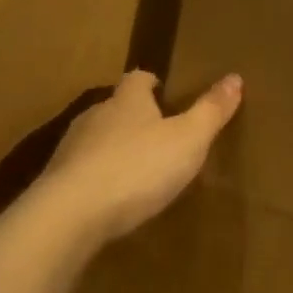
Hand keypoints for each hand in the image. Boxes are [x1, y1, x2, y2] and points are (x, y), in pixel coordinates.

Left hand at [34, 70, 241, 244]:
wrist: (71, 214)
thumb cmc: (139, 168)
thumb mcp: (189, 139)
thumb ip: (211, 110)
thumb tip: (235, 77)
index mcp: (128, 101)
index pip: (138, 79)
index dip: (152, 83)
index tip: (165, 92)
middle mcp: (96, 116)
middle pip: (116, 107)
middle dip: (135, 116)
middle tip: (159, 133)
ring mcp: (71, 148)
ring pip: (97, 138)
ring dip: (115, 147)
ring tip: (138, 166)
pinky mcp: (57, 180)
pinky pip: (83, 169)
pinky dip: (99, 175)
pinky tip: (112, 195)